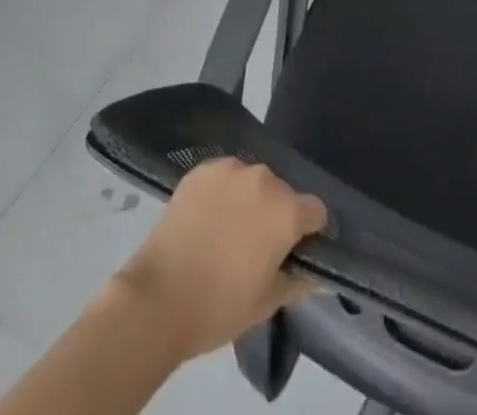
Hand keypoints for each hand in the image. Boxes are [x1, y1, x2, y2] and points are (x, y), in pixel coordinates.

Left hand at [113, 158, 328, 360]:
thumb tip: (318, 275)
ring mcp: (231, 169)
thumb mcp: (266, 304)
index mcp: (286, 211)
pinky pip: (223, 177)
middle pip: (282, 193)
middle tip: (254, 246)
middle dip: (275, 214)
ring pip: (252, 182)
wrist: (157, 299)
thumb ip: (298, 281)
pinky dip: (221, 193)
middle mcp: (264, 179)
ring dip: (248, 200)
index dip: (308, 232)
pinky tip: (205, 218)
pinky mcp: (202, 169)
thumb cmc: (219, 307)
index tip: (293, 251)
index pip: (315, 211)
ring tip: (226, 231)